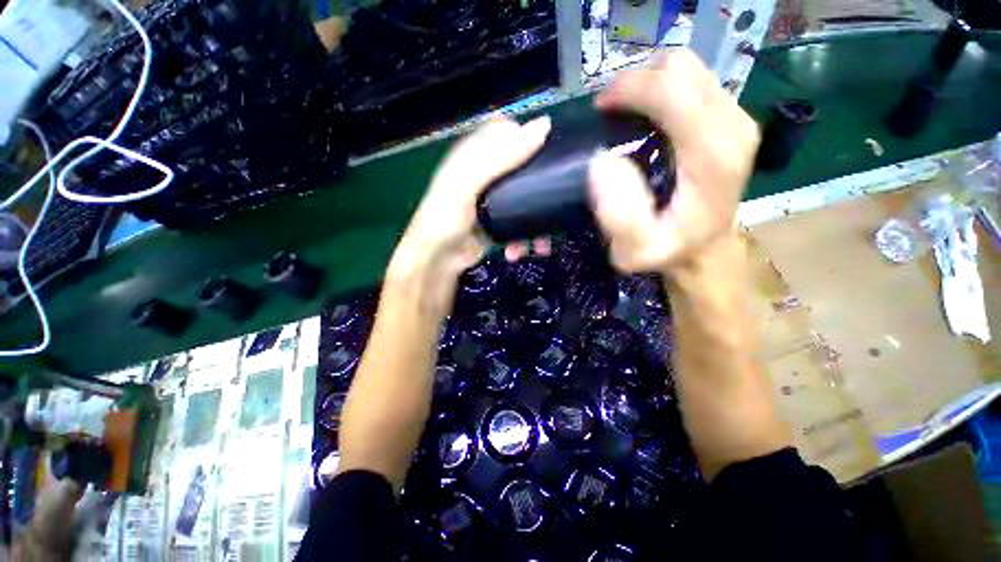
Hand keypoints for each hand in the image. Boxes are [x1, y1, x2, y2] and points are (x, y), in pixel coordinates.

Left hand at [388, 116, 551, 305]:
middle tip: (557, 198)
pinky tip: (519, 251)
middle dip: (541, 183)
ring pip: (527, 200)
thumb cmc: (445, 218)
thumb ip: (501, 157)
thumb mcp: (467, 183)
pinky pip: (521, 225)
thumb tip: (544, 125)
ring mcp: (495, 202)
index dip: (528, 136)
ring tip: (541, 243)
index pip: (506, 131)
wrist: (437, 261)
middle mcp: (487, 175)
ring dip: (537, 222)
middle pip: (523, 167)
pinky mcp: (500, 224)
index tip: (549, 152)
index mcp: (475, 155)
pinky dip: (524, 239)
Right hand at [588, 49, 759, 273]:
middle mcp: (733, 125)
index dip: (629, 89)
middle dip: (638, 81)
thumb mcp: (637, 249)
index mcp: (712, 154)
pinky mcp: (732, 117)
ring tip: (626, 112)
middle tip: (611, 111)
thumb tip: (601, 163)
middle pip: (681, 68)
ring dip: (650, 84)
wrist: (705, 247)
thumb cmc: (670, 249)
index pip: (671, 89)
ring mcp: (737, 117)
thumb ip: (620, 216)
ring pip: (688, 69)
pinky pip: (694, 81)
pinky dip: (663, 90)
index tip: (601, 110)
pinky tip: (648, 116)